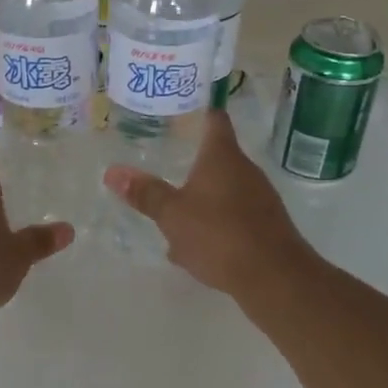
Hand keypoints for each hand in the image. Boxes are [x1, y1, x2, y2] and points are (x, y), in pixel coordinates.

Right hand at [103, 110, 315, 295]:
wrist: (275, 277)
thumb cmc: (219, 234)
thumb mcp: (172, 215)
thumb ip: (145, 193)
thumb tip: (113, 171)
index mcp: (222, 157)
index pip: (214, 119)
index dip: (200, 111)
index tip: (184, 109)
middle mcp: (245, 170)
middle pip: (218, 158)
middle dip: (193, 165)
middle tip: (165, 165)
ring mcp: (260, 198)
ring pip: (223, 191)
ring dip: (200, 201)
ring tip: (173, 217)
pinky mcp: (267, 225)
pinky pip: (233, 217)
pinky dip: (215, 225)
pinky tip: (196, 249)